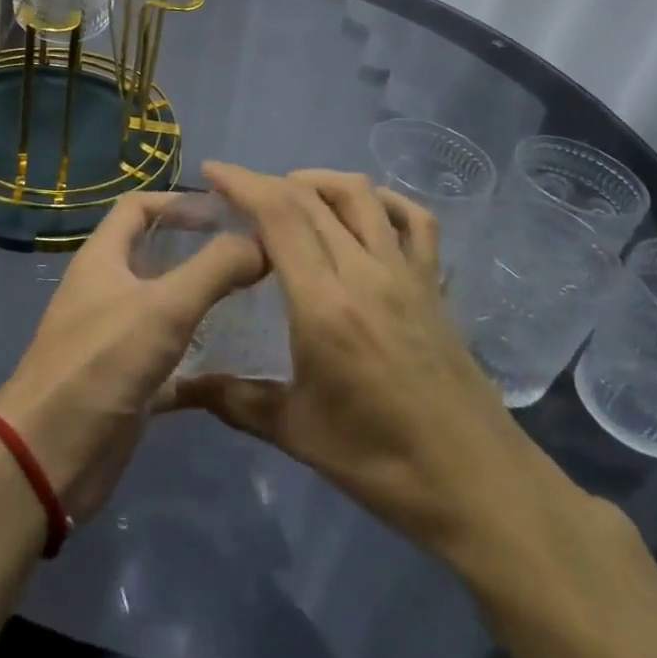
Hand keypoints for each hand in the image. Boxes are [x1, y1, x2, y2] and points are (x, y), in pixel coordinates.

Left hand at [0, 192, 264, 521]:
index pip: (138, 207)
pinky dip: (202, 359)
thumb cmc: (101, 364)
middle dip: (200, 251)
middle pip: (156, 255)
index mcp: (103, 258)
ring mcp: (117, 338)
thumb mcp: (163, 308)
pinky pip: (172, 360)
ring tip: (257, 302)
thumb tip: (262, 241)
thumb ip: (214, 269)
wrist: (49, 456)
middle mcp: (108, 291)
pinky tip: (242, 364)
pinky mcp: (129, 382)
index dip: (179, 202)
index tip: (227, 212)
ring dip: (205, 303)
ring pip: (167, 308)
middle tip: (253, 256)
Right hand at [165, 164, 557, 555]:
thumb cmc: (381, 463)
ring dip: (320, 182)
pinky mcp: (433, 285)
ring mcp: (406, 274)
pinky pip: (415, 221)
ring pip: (362, 196)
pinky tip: (364, 212)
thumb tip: (176, 388)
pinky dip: (384, 201)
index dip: (243, 183)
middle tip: (237, 193)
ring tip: (290, 196)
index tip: (212, 171)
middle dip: (268, 182)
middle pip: (313, 199)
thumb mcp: (296, 432)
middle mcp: (366, 273)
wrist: (479, 487)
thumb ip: (232, 400)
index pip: (280, 216)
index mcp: (325, 305)